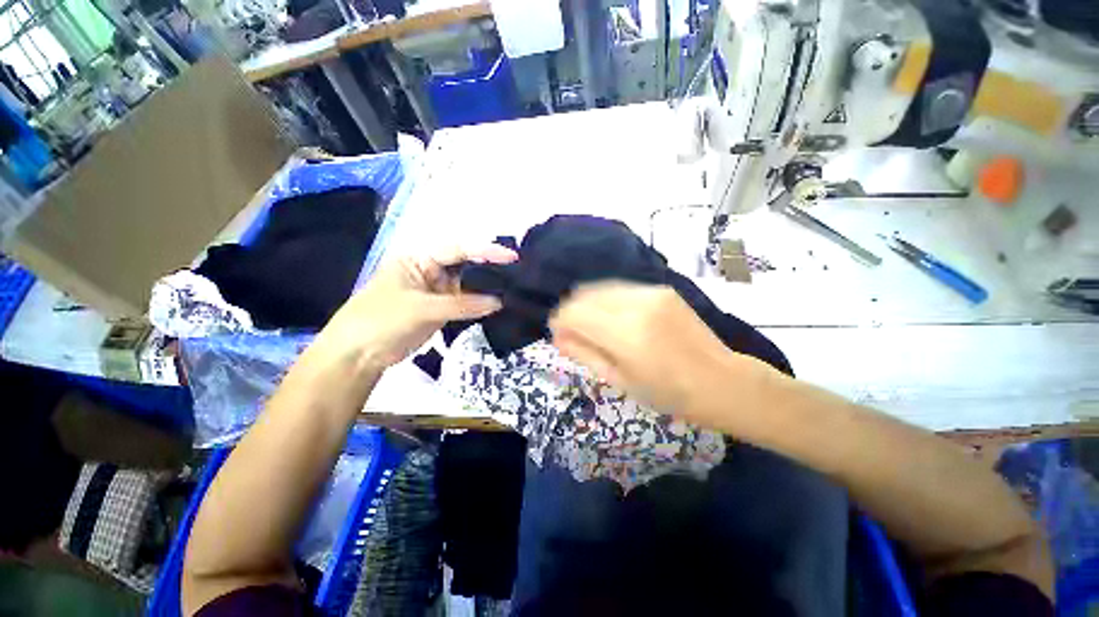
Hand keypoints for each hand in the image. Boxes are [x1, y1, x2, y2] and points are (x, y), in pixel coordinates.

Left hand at [319, 244, 517, 370]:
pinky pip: (466, 303)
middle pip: (467, 265)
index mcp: (420, 258)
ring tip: (515, 289)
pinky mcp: (443, 309)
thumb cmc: (381, 319)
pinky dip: (481, 305)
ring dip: (488, 288)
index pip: (458, 250)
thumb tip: (499, 302)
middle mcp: (432, 271)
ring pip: (469, 286)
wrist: (359, 354)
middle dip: (491, 268)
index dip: (485, 251)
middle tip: (519, 274)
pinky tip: (499, 305)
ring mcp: (438, 291)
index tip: (511, 257)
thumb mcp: (421, 308)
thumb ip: (462, 304)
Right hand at [549, 282, 764, 425]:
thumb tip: (557, 337)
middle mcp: (635, 304)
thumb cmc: (668, 393)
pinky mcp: (661, 289)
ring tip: (592, 325)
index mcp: (624, 333)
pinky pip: (620, 288)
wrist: (721, 381)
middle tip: (573, 331)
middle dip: (571, 311)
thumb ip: (584, 354)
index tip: (559, 334)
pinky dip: (607, 300)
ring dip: (588, 304)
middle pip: (584, 295)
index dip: (560, 321)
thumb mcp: (619, 380)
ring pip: (600, 288)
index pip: (573, 312)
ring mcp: (650, 292)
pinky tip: (613, 317)